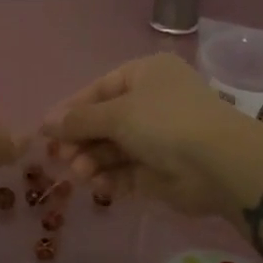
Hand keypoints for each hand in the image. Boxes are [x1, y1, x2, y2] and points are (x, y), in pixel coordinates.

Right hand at [41, 53, 244, 216]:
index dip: (71, 110)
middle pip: (104, 122)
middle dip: (81, 141)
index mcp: (146, 76)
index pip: (99, 90)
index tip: (46, 132)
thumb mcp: (116, 113)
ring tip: (82, 174)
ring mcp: (158, 139)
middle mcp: (152, 103)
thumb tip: (45, 123)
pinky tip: (99, 186)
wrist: (217, 163)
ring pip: (112, 150)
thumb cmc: (164, 122)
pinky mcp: (160, 171)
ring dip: (92, 161)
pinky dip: (110, 179)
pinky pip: (126, 173)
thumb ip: (78, 120)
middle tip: (62, 159)